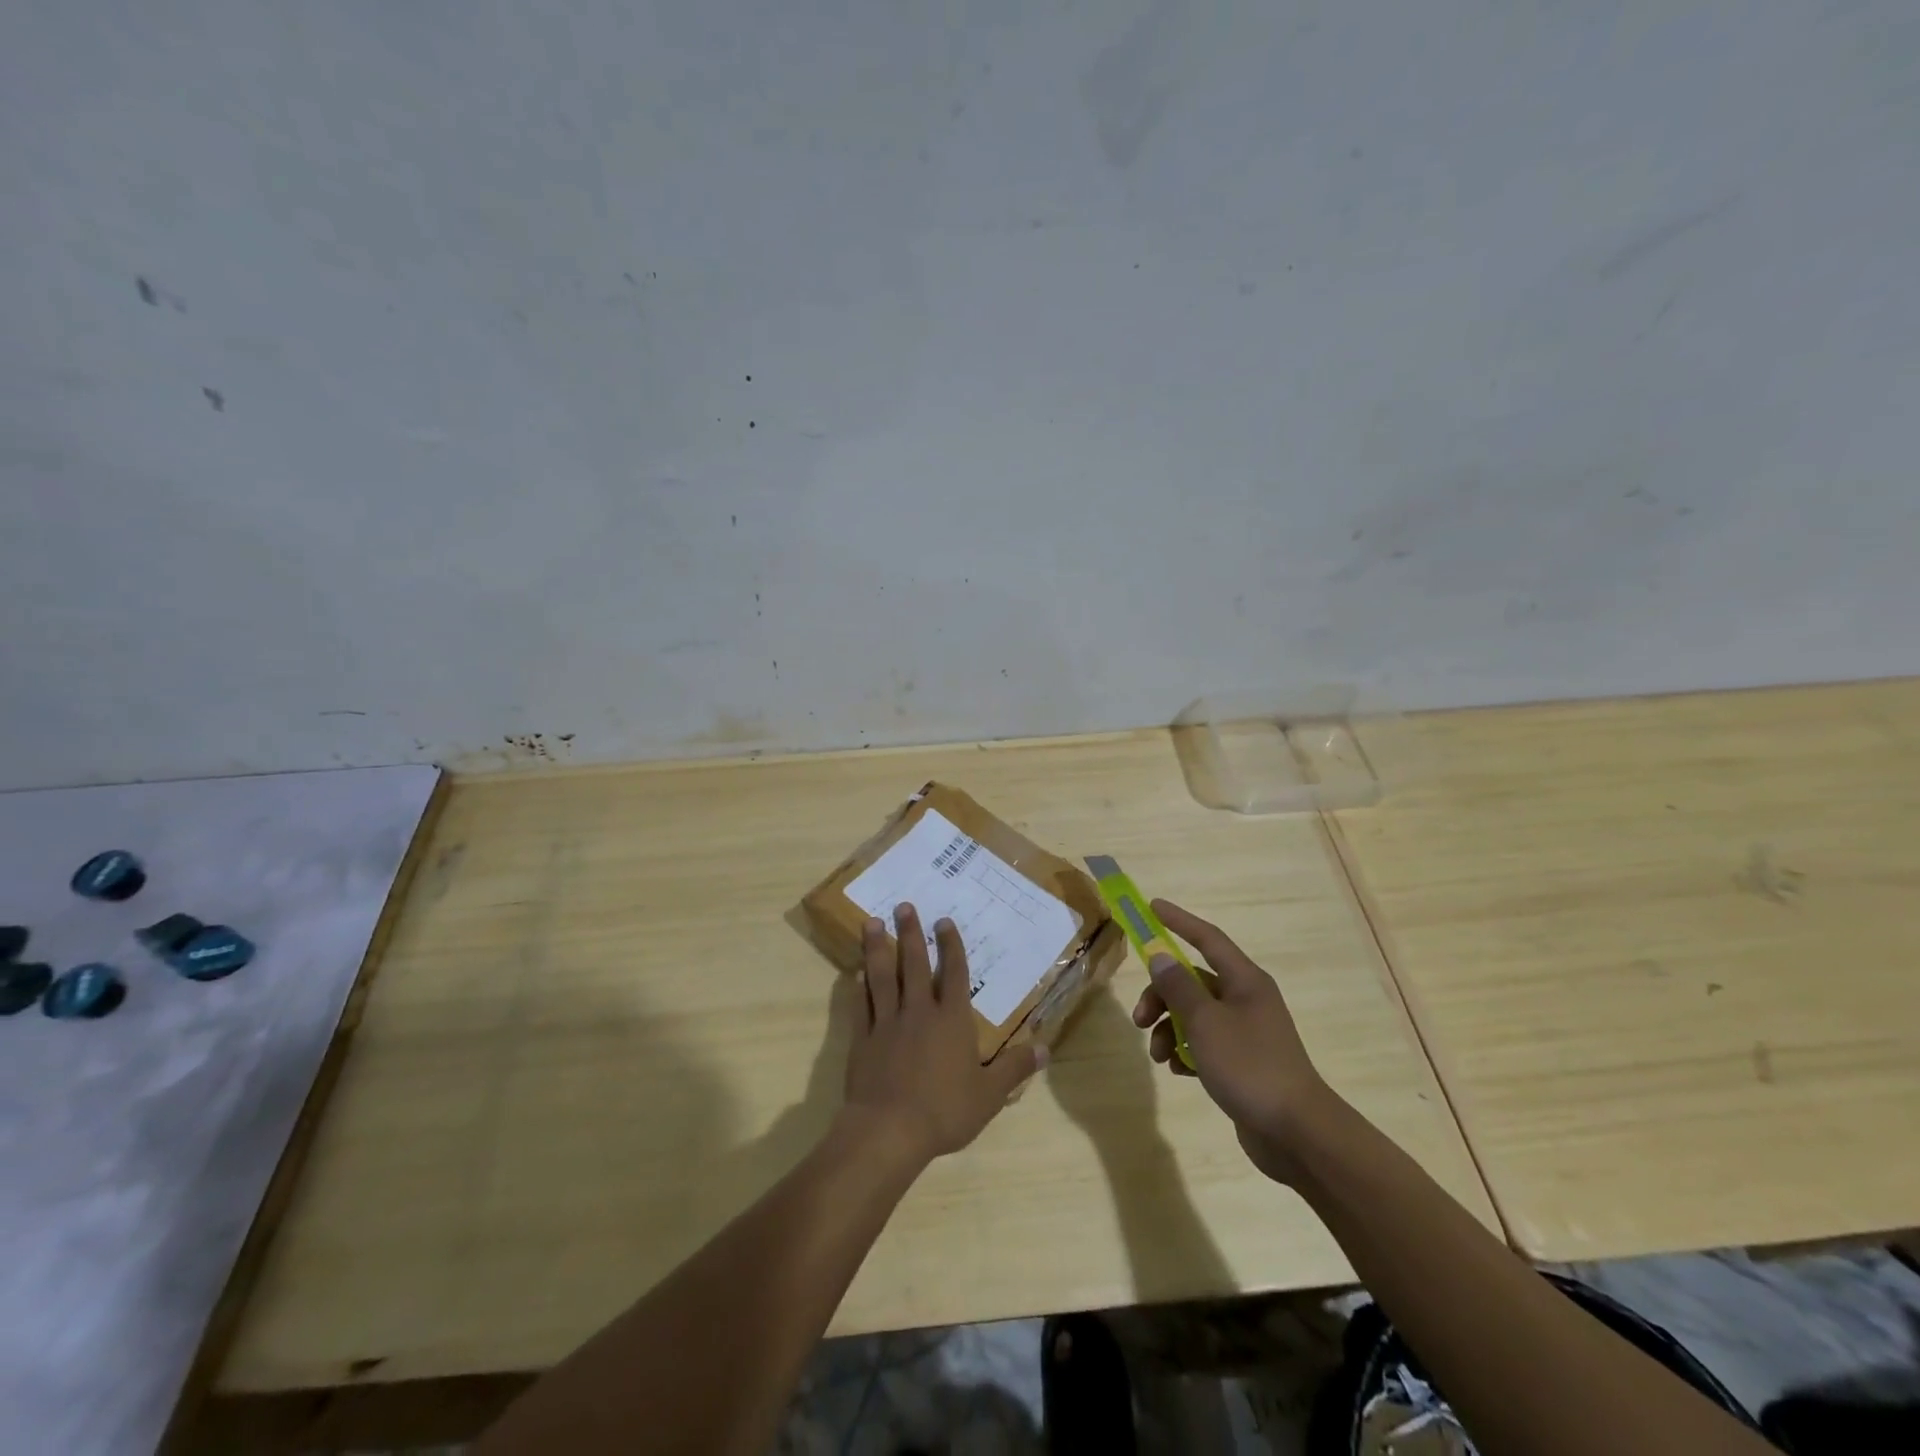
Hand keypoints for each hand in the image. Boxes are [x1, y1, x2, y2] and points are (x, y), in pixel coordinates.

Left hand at [841, 903, 1045, 1166]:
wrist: (889, 1130)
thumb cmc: (944, 1110)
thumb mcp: (989, 1095)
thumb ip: (1014, 1068)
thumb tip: (1045, 1048)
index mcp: (951, 1020)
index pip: (953, 973)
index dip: (950, 946)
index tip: (944, 921)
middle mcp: (919, 1011)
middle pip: (914, 964)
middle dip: (911, 933)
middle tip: (903, 905)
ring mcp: (888, 1022)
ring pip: (883, 976)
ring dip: (878, 948)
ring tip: (872, 922)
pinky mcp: (863, 1038)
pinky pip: (862, 1004)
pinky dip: (860, 986)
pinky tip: (856, 972)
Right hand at [1130, 899, 1332, 1183]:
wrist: (1297, 1134)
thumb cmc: (1250, 1066)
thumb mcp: (1205, 1022)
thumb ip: (1178, 987)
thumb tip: (1160, 956)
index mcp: (1245, 981)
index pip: (1207, 938)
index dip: (1179, 921)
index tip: (1151, 907)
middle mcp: (1246, 999)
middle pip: (1193, 981)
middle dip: (1161, 996)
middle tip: (1139, 1019)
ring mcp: (1246, 1032)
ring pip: (1195, 1015)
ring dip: (1170, 1029)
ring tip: (1159, 1056)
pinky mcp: (1242, 1063)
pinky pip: (1204, 1044)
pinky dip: (1186, 1052)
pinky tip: (1178, 1071)